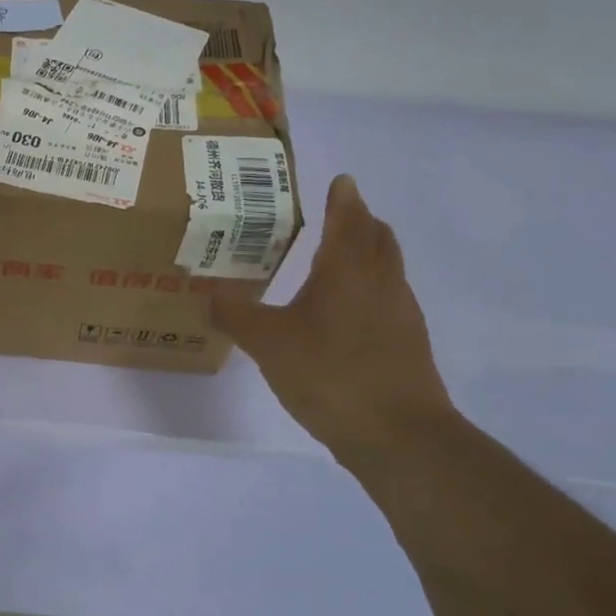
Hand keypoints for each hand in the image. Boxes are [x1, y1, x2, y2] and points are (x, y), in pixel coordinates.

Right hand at [211, 174, 454, 466]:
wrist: (398, 435)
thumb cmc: (330, 374)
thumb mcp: (268, 343)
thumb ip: (236, 314)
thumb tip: (209, 291)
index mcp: (348, 269)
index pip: (349, 218)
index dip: (343, 197)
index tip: (339, 181)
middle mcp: (381, 282)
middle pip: (377, 237)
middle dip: (359, 220)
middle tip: (335, 214)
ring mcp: (400, 313)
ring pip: (386, 268)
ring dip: (366, 253)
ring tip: (334, 260)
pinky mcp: (406, 343)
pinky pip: (387, 298)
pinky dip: (368, 288)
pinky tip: (343, 314)